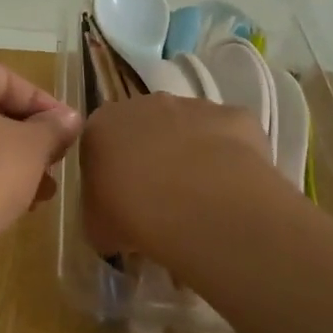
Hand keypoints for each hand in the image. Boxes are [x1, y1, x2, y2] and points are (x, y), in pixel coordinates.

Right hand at [81, 93, 289, 261]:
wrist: (201, 206)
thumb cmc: (134, 215)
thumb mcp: (97, 227)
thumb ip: (100, 213)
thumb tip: (112, 219)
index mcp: (102, 126)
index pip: (100, 142)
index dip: (110, 172)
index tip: (120, 200)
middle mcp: (144, 104)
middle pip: (145, 128)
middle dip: (151, 157)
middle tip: (160, 200)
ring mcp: (193, 106)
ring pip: (189, 129)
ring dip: (191, 155)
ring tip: (200, 200)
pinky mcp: (235, 116)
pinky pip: (229, 136)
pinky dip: (230, 158)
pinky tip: (232, 191)